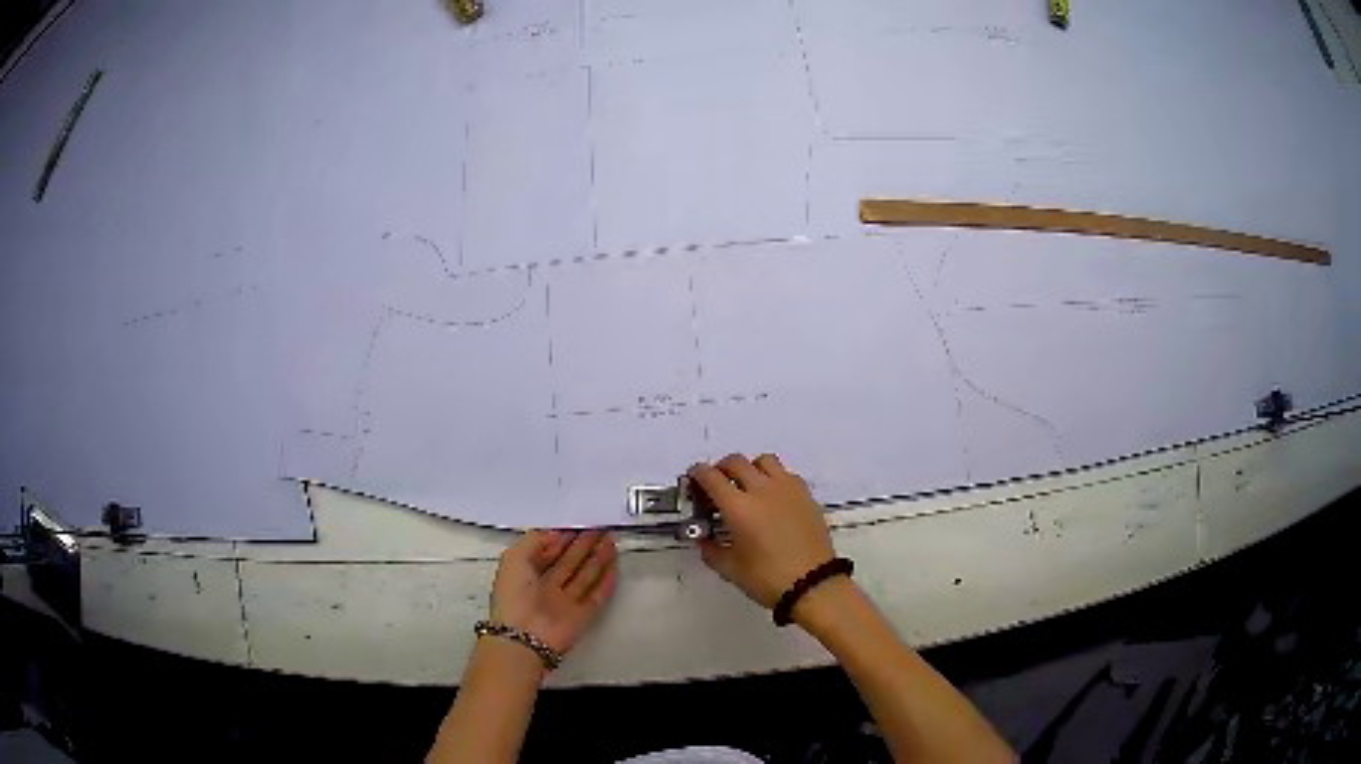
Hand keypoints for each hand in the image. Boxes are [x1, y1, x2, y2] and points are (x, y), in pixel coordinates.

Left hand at [490, 530, 617, 654]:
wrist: (524, 637)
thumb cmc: (514, 596)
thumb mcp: (514, 557)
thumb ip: (534, 540)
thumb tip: (555, 535)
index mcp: (526, 574)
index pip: (547, 552)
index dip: (562, 538)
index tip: (578, 523)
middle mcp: (546, 587)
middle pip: (569, 562)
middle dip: (584, 545)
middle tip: (599, 528)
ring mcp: (564, 602)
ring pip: (584, 576)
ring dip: (598, 559)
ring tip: (610, 541)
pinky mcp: (581, 615)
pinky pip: (596, 596)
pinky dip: (606, 582)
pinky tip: (614, 567)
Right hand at [689, 453, 835, 609]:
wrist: (813, 584)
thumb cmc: (767, 578)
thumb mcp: (730, 569)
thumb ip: (712, 550)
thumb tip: (705, 539)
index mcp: (738, 507)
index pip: (711, 477)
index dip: (698, 473)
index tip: (694, 478)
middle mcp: (762, 490)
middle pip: (736, 462)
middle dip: (721, 468)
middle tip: (717, 483)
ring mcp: (787, 489)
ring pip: (764, 461)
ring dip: (750, 468)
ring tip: (748, 485)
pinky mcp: (806, 495)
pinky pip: (786, 474)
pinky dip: (774, 478)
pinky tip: (773, 498)